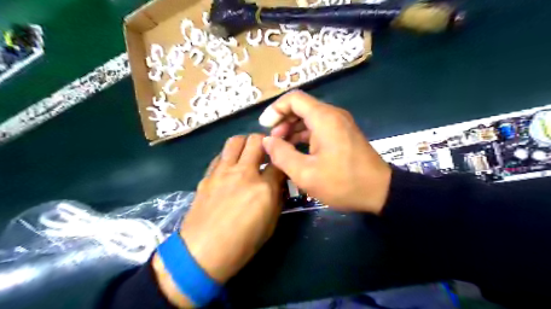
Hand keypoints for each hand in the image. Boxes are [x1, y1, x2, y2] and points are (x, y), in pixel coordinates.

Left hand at [153, 133, 283, 305]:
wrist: (201, 253)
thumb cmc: (241, 245)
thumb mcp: (270, 225)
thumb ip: (277, 199)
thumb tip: (278, 183)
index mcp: (263, 188)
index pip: (279, 161)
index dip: (284, 159)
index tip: (284, 162)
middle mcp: (243, 173)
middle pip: (257, 141)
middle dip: (266, 142)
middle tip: (267, 151)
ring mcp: (222, 172)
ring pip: (235, 141)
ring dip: (246, 143)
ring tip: (249, 153)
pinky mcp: (207, 176)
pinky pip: (220, 156)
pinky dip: (229, 156)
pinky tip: (231, 167)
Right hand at [260, 91, 391, 213]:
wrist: (380, 192)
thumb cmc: (342, 183)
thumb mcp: (306, 174)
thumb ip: (282, 155)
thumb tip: (267, 141)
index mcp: (324, 118)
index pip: (294, 99)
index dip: (275, 109)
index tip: (265, 127)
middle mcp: (333, 115)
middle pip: (301, 106)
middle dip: (282, 120)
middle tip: (272, 140)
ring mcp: (340, 124)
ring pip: (309, 117)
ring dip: (292, 128)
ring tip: (281, 147)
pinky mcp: (343, 134)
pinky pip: (318, 127)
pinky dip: (304, 135)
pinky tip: (296, 149)